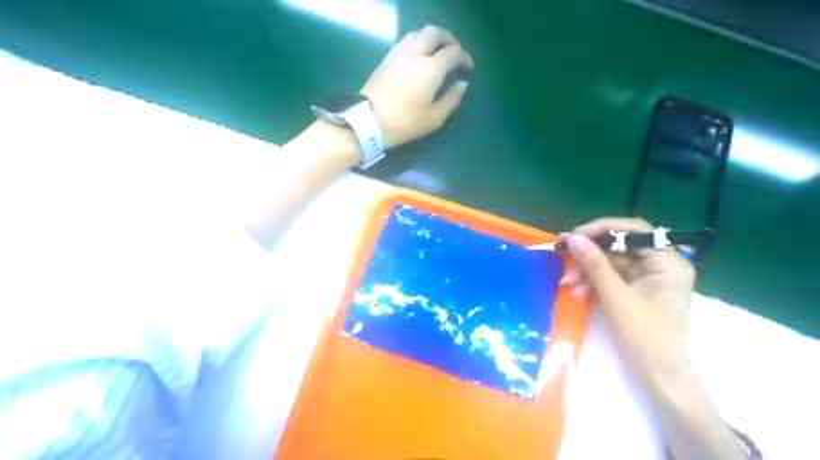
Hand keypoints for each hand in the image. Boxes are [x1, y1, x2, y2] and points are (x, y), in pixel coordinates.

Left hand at [360, 25, 473, 148]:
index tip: (468, 67)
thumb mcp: (434, 118)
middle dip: (448, 39)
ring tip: (436, 53)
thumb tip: (462, 84)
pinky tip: (418, 57)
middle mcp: (416, 53)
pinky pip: (406, 41)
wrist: (368, 121)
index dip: (464, 57)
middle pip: (435, 33)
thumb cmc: (405, 122)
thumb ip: (452, 99)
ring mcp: (398, 53)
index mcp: (431, 68)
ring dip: (431, 38)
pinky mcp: (386, 58)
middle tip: (454, 53)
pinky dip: (417, 43)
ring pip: (418, 33)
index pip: (453, 53)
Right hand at [561, 217, 692, 389]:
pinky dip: (593, 282)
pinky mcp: (636, 290)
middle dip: (590, 253)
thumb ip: (594, 265)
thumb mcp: (615, 298)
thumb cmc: (644, 337)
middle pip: (619, 246)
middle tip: (562, 252)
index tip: (574, 236)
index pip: (634, 231)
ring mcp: (648, 278)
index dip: (602, 229)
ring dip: (587, 270)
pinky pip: (610, 277)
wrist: (658, 378)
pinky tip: (578, 292)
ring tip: (567, 283)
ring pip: (611, 262)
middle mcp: (660, 265)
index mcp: (667, 262)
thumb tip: (573, 238)